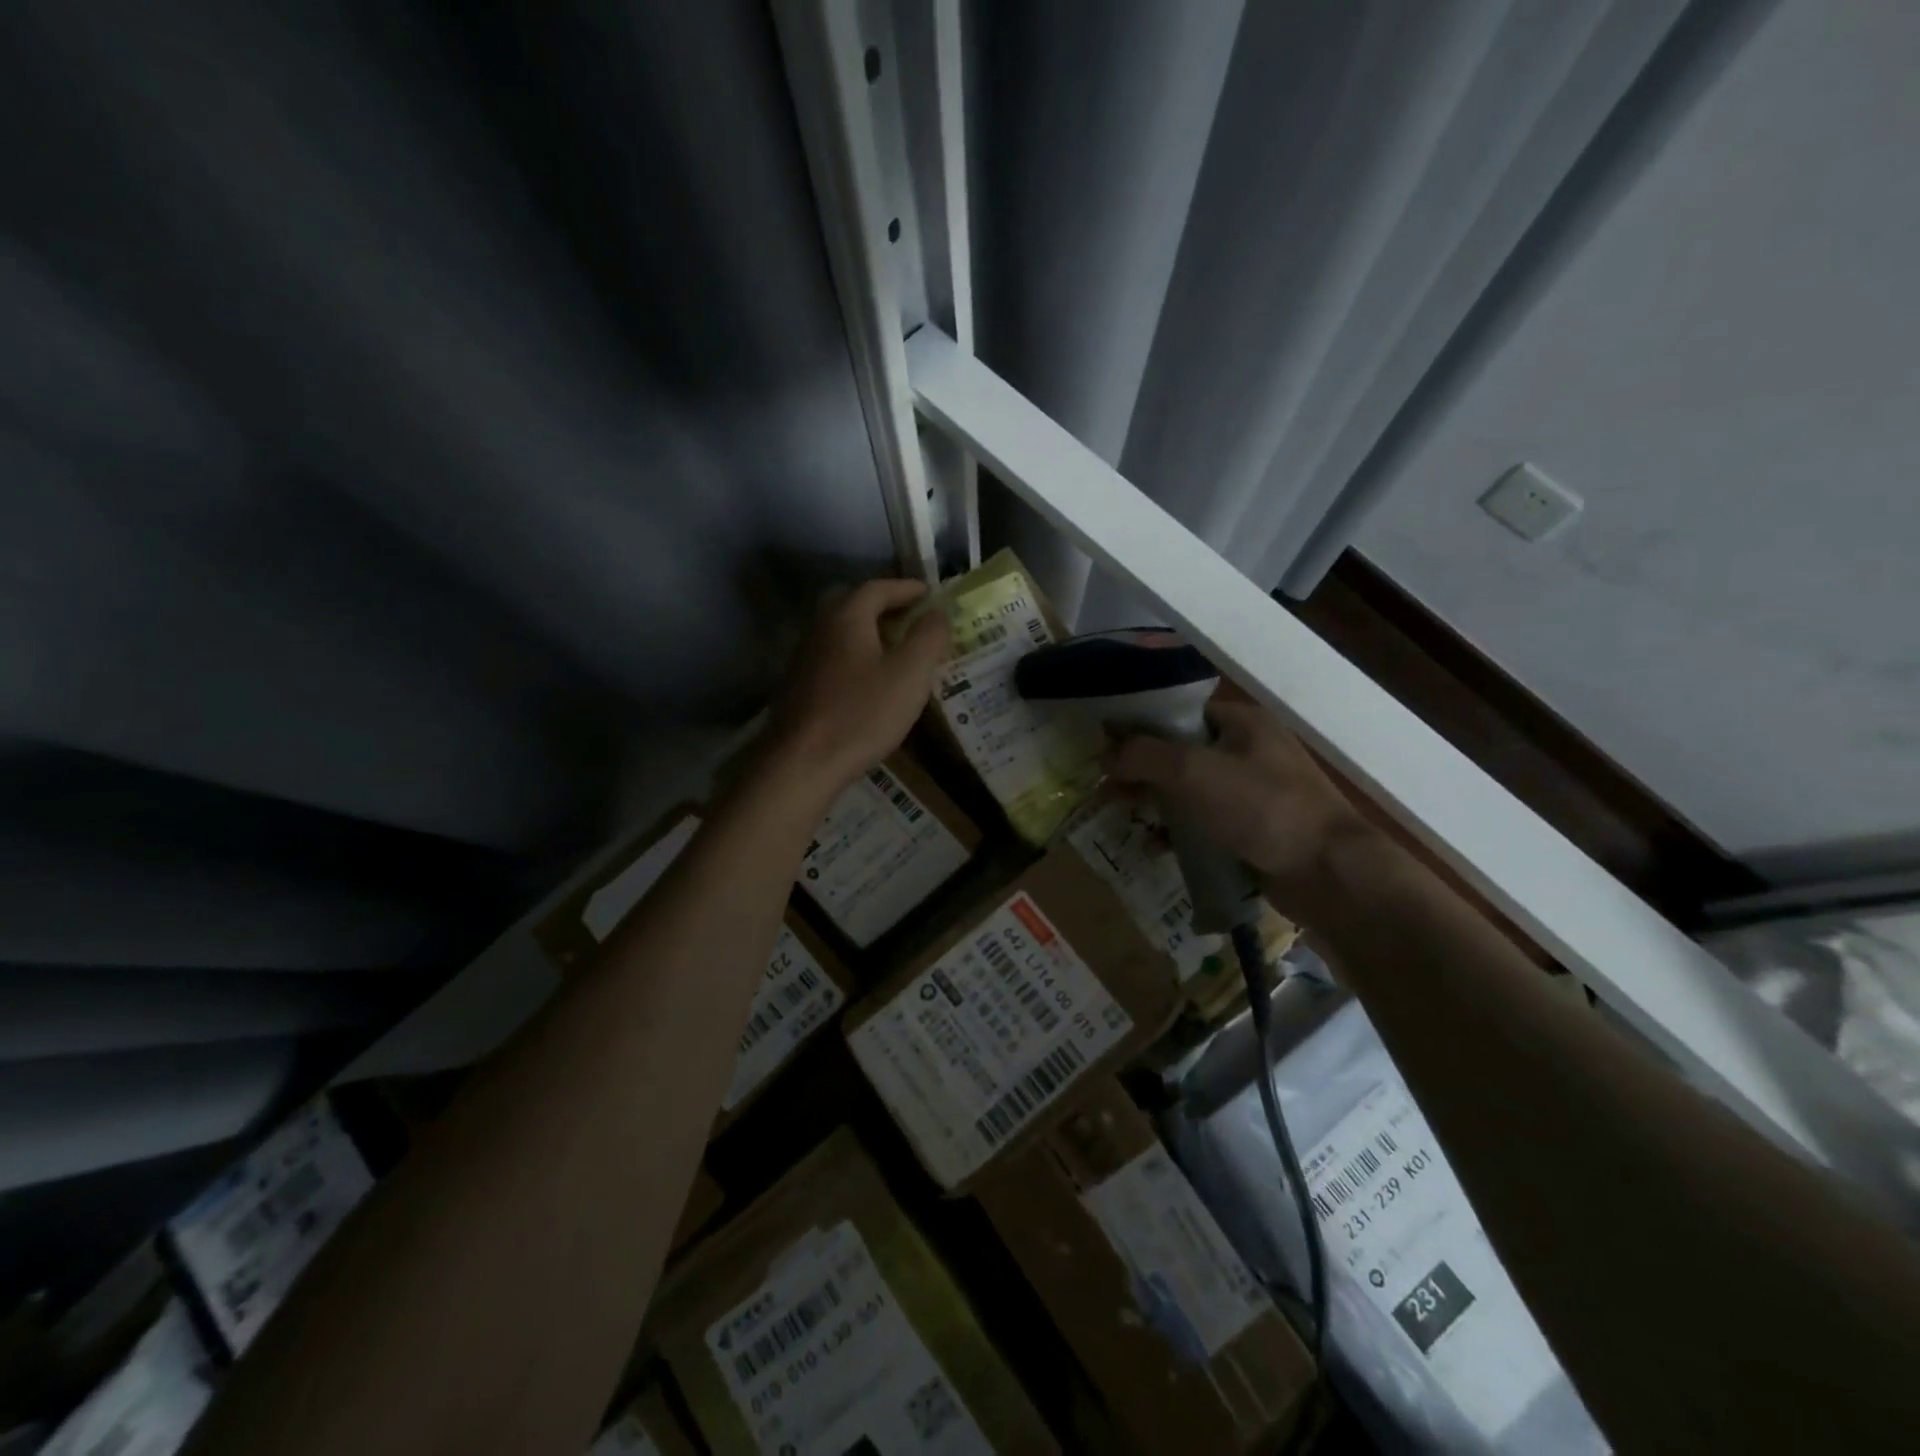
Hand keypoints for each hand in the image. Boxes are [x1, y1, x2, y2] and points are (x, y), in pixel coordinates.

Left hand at [764, 578, 950, 798]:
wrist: (802, 763)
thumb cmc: (862, 714)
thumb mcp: (910, 675)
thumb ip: (928, 638)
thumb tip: (937, 613)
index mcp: (846, 617)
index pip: (877, 587)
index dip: (906, 588)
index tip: (929, 594)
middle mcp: (819, 628)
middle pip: (849, 602)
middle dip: (880, 604)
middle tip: (907, 617)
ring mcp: (803, 658)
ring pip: (837, 630)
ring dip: (865, 630)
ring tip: (893, 648)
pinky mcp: (797, 686)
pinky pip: (830, 655)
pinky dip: (852, 654)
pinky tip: (866, 679)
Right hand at [1110, 688, 1385, 920]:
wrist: (1328, 872)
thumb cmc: (1260, 807)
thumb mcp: (1192, 771)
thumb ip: (1143, 756)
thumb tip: (1108, 757)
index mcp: (1242, 722)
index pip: (1178, 713)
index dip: (1140, 727)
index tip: (1105, 748)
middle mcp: (1250, 750)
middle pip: (1181, 752)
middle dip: (1144, 770)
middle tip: (1110, 790)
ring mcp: (1256, 792)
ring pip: (1192, 790)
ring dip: (1158, 802)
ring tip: (1126, 817)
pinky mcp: (1256, 830)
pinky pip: (1207, 823)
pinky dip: (1181, 831)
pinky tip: (1157, 846)